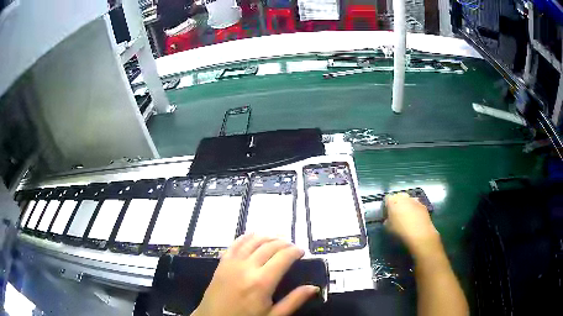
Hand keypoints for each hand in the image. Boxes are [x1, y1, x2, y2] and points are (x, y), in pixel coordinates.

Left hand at [192, 234, 318, 315]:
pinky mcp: (222, 263)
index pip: (283, 257)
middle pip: (269, 246)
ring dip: (267, 236)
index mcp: (262, 282)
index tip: (302, 251)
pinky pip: (235, 244)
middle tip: (292, 246)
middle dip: (284, 242)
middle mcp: (247, 267)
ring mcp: (232, 263)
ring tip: (277, 239)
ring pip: (253, 241)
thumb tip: (313, 288)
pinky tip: (254, 236)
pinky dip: (247, 237)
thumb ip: (294, 301)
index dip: (295, 251)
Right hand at [385, 192, 439, 255]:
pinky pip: (416, 206)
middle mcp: (404, 197)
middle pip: (398, 196)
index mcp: (393, 201)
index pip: (387, 199)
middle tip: (396, 214)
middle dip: (397, 203)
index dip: (386, 207)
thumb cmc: (400, 231)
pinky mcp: (423, 206)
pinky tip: (415, 220)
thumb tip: (388, 220)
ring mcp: (415, 200)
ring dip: (407, 206)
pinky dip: (415, 210)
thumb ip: (386, 221)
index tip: (387, 215)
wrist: (420, 234)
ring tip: (407, 217)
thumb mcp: (387, 228)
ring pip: (409, 200)